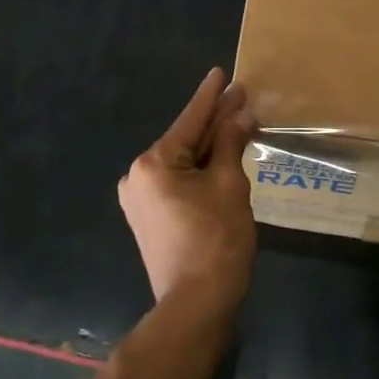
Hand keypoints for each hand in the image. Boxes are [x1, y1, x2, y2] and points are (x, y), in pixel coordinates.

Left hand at [119, 69, 258, 313]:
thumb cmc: (216, 241)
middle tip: (240, 97)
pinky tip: (221, 156)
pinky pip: (178, 182)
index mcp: (153, 164)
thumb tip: (241, 114)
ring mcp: (140, 199)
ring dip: (210, 146)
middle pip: (185, 140)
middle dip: (215, 121)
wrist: (196, 305)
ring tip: (236, 121)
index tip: (221, 73)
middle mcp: (138, 176)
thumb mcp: (228, 185)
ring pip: (182, 162)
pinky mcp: (149, 218)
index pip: (189, 121)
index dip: (210, 97)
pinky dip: (200, 169)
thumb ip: (230, 144)